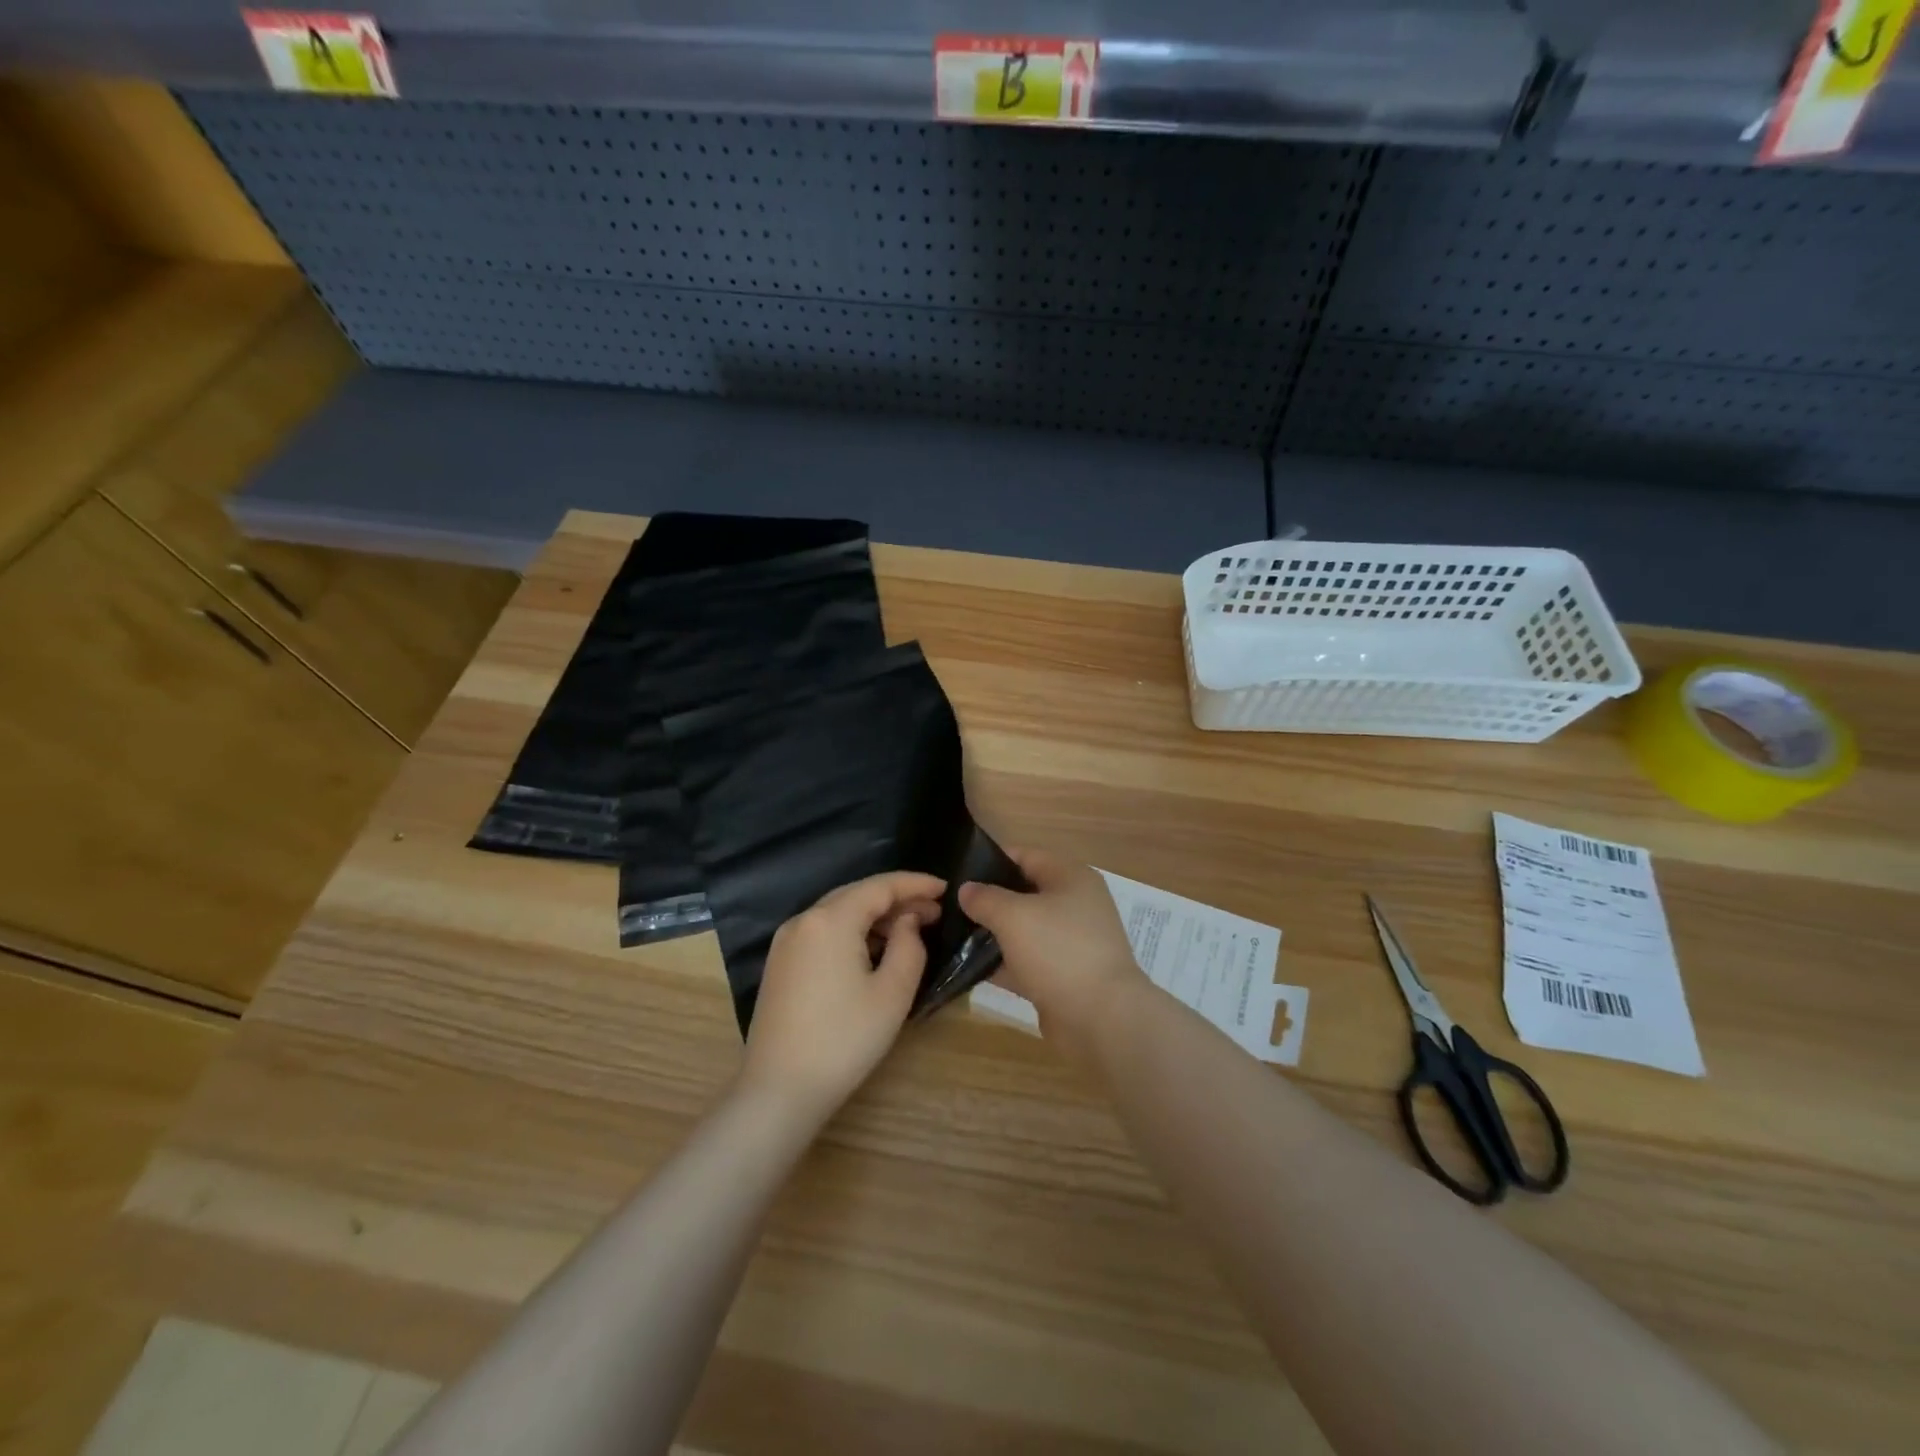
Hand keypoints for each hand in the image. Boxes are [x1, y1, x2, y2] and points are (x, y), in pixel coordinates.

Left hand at [740, 871, 944, 1117]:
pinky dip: (852, 931)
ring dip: (875, 916)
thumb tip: (907, 921)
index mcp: (830, 919)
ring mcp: (786, 941)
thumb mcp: (892, 993)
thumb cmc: (844, 1040)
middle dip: (897, 899)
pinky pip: (823, 931)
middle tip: (933, 911)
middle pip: (857, 894)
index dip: (915, 883)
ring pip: (839, 912)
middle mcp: (803, 920)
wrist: (779, 1090)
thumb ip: (909, 945)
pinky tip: (874, 949)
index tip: (945, 888)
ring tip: (910, 930)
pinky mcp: (780, 963)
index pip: (880, 886)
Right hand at [958, 848, 1142, 1059]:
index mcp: (1071, 877)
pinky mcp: (1064, 975)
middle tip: (950, 907)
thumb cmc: (1058, 951)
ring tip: (953, 935)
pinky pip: (1028, 961)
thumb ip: (985, 898)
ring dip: (994, 934)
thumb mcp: (1014, 916)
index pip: (1026, 855)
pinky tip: (971, 968)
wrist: (1101, 1018)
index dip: (990, 860)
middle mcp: (1075, 904)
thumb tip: (967, 889)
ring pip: (1024, 930)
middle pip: (1024, 893)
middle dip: (989, 900)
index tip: (957, 873)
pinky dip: (1004, 964)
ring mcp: (1071, 942)